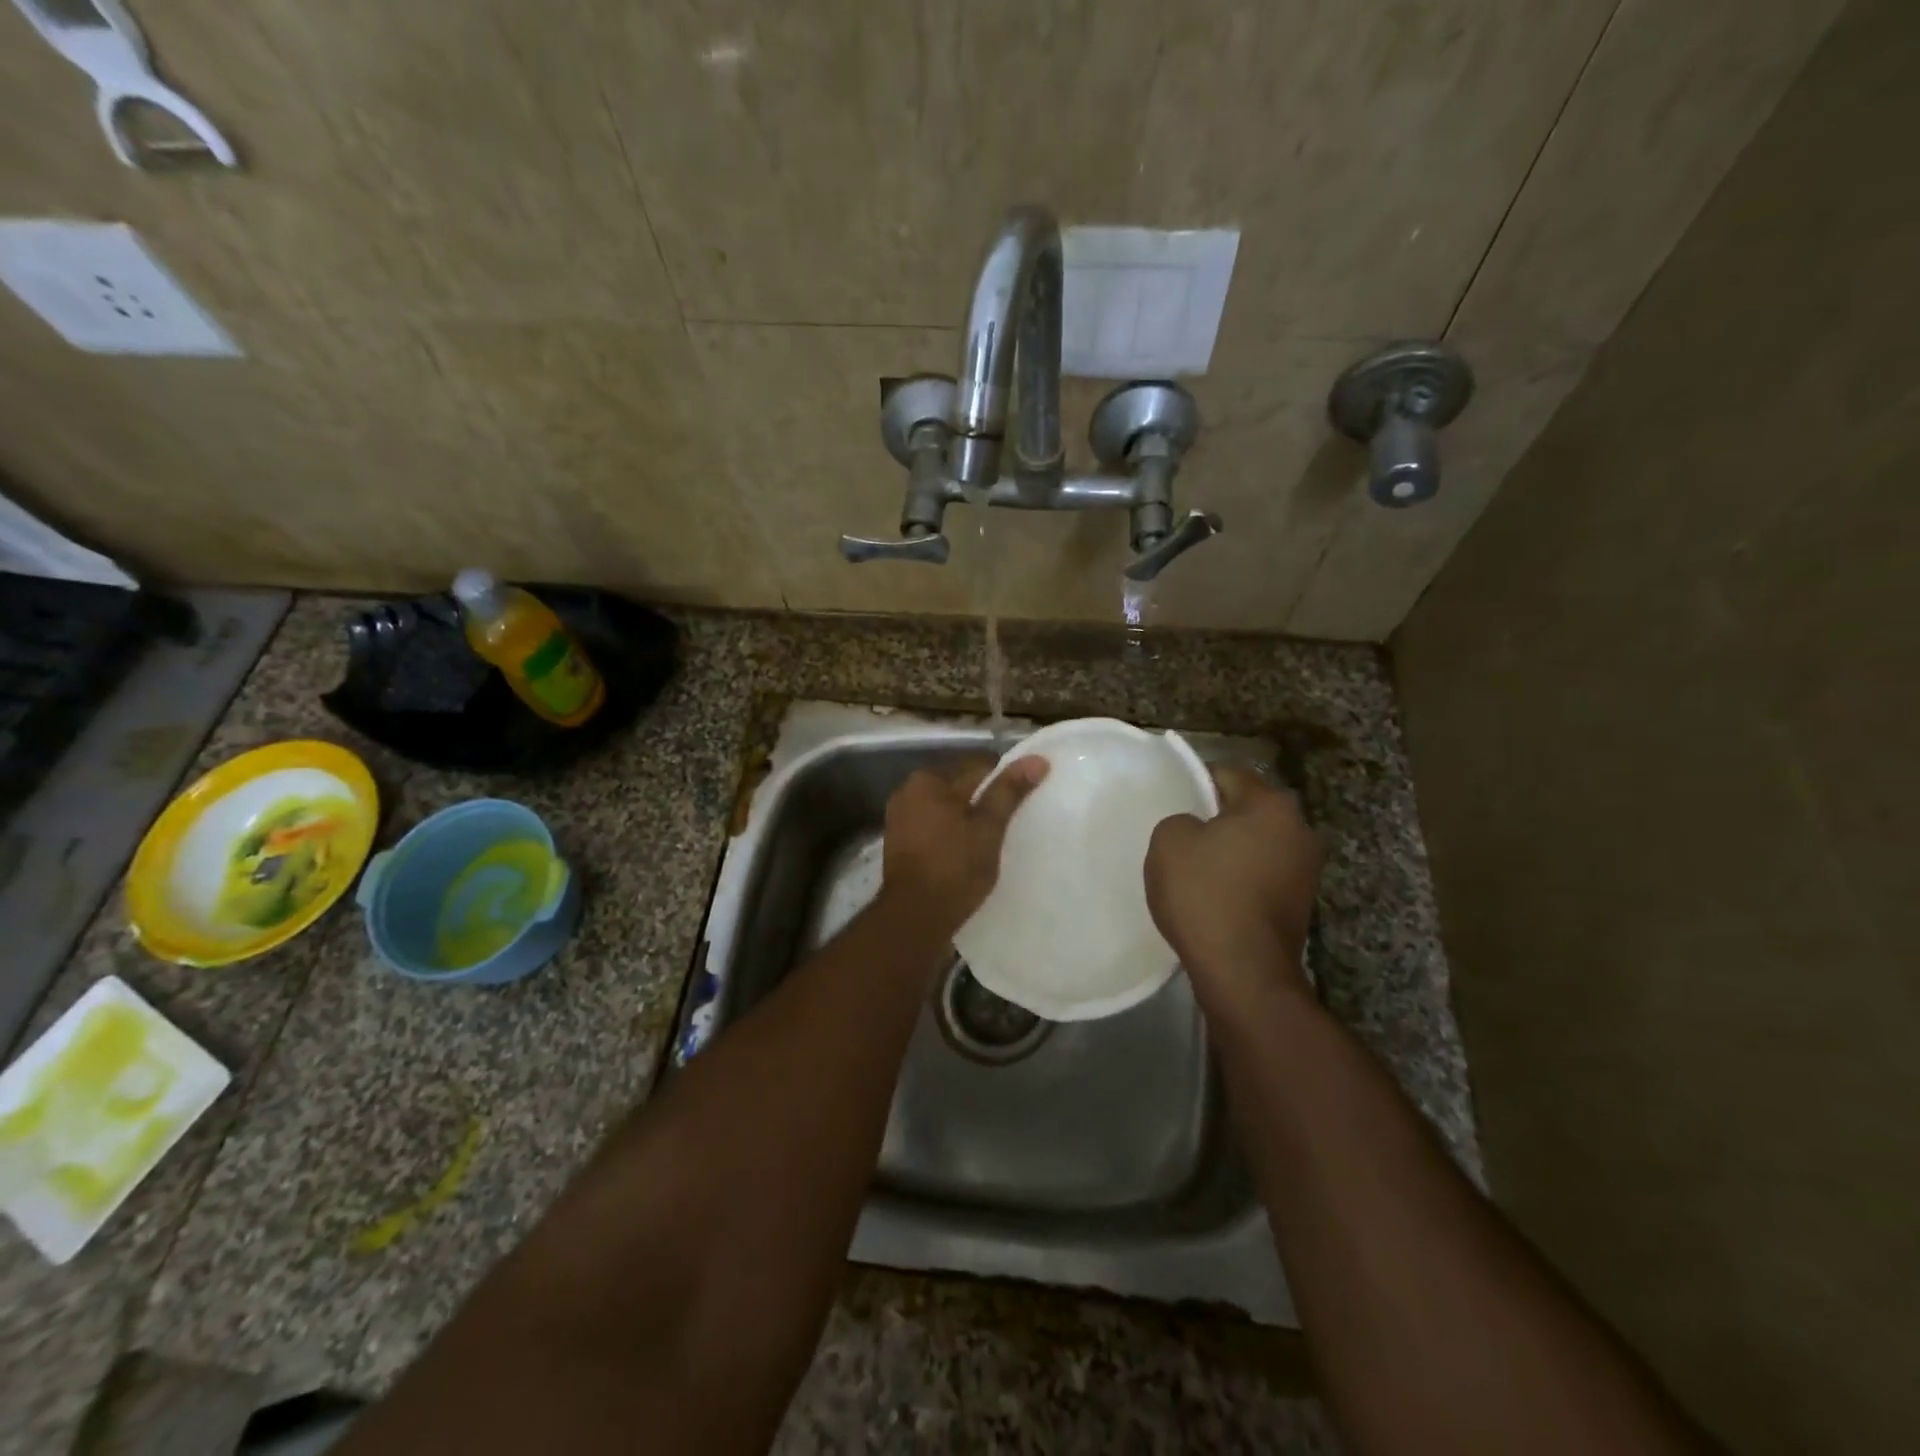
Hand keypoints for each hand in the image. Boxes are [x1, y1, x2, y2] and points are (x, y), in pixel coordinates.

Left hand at [882, 755, 1048, 936]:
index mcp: (928, 780)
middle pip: (959, 786)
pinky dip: (951, 832)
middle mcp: (908, 791)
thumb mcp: (988, 827)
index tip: (1024, 798)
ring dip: (967, 817)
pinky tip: (968, 849)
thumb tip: (1037, 759)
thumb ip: (1009, 791)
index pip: (978, 766)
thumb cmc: (954, 867)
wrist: (915, 917)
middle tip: (1012, 820)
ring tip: (993, 836)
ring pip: (946, 808)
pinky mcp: (899, 843)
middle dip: (984, 799)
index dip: (1005, 779)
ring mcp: (900, 818)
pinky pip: (933, 826)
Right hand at [1145, 766, 1322, 1007]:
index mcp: (1272, 805)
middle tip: (1182, 836)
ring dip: (1231, 851)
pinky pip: (1262, 875)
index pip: (1228, 774)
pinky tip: (1215, 897)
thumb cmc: (1205, 894)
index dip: (1196, 782)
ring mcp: (1307, 870)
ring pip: (1257, 844)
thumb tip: (1198, 830)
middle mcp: (1300, 830)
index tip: (1173, 801)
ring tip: (1196, 869)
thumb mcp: (1169, 840)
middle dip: (1217, 818)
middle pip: (1247, 810)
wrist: (1243, 971)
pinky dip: (1241, 879)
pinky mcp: (1301, 904)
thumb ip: (1181, 820)